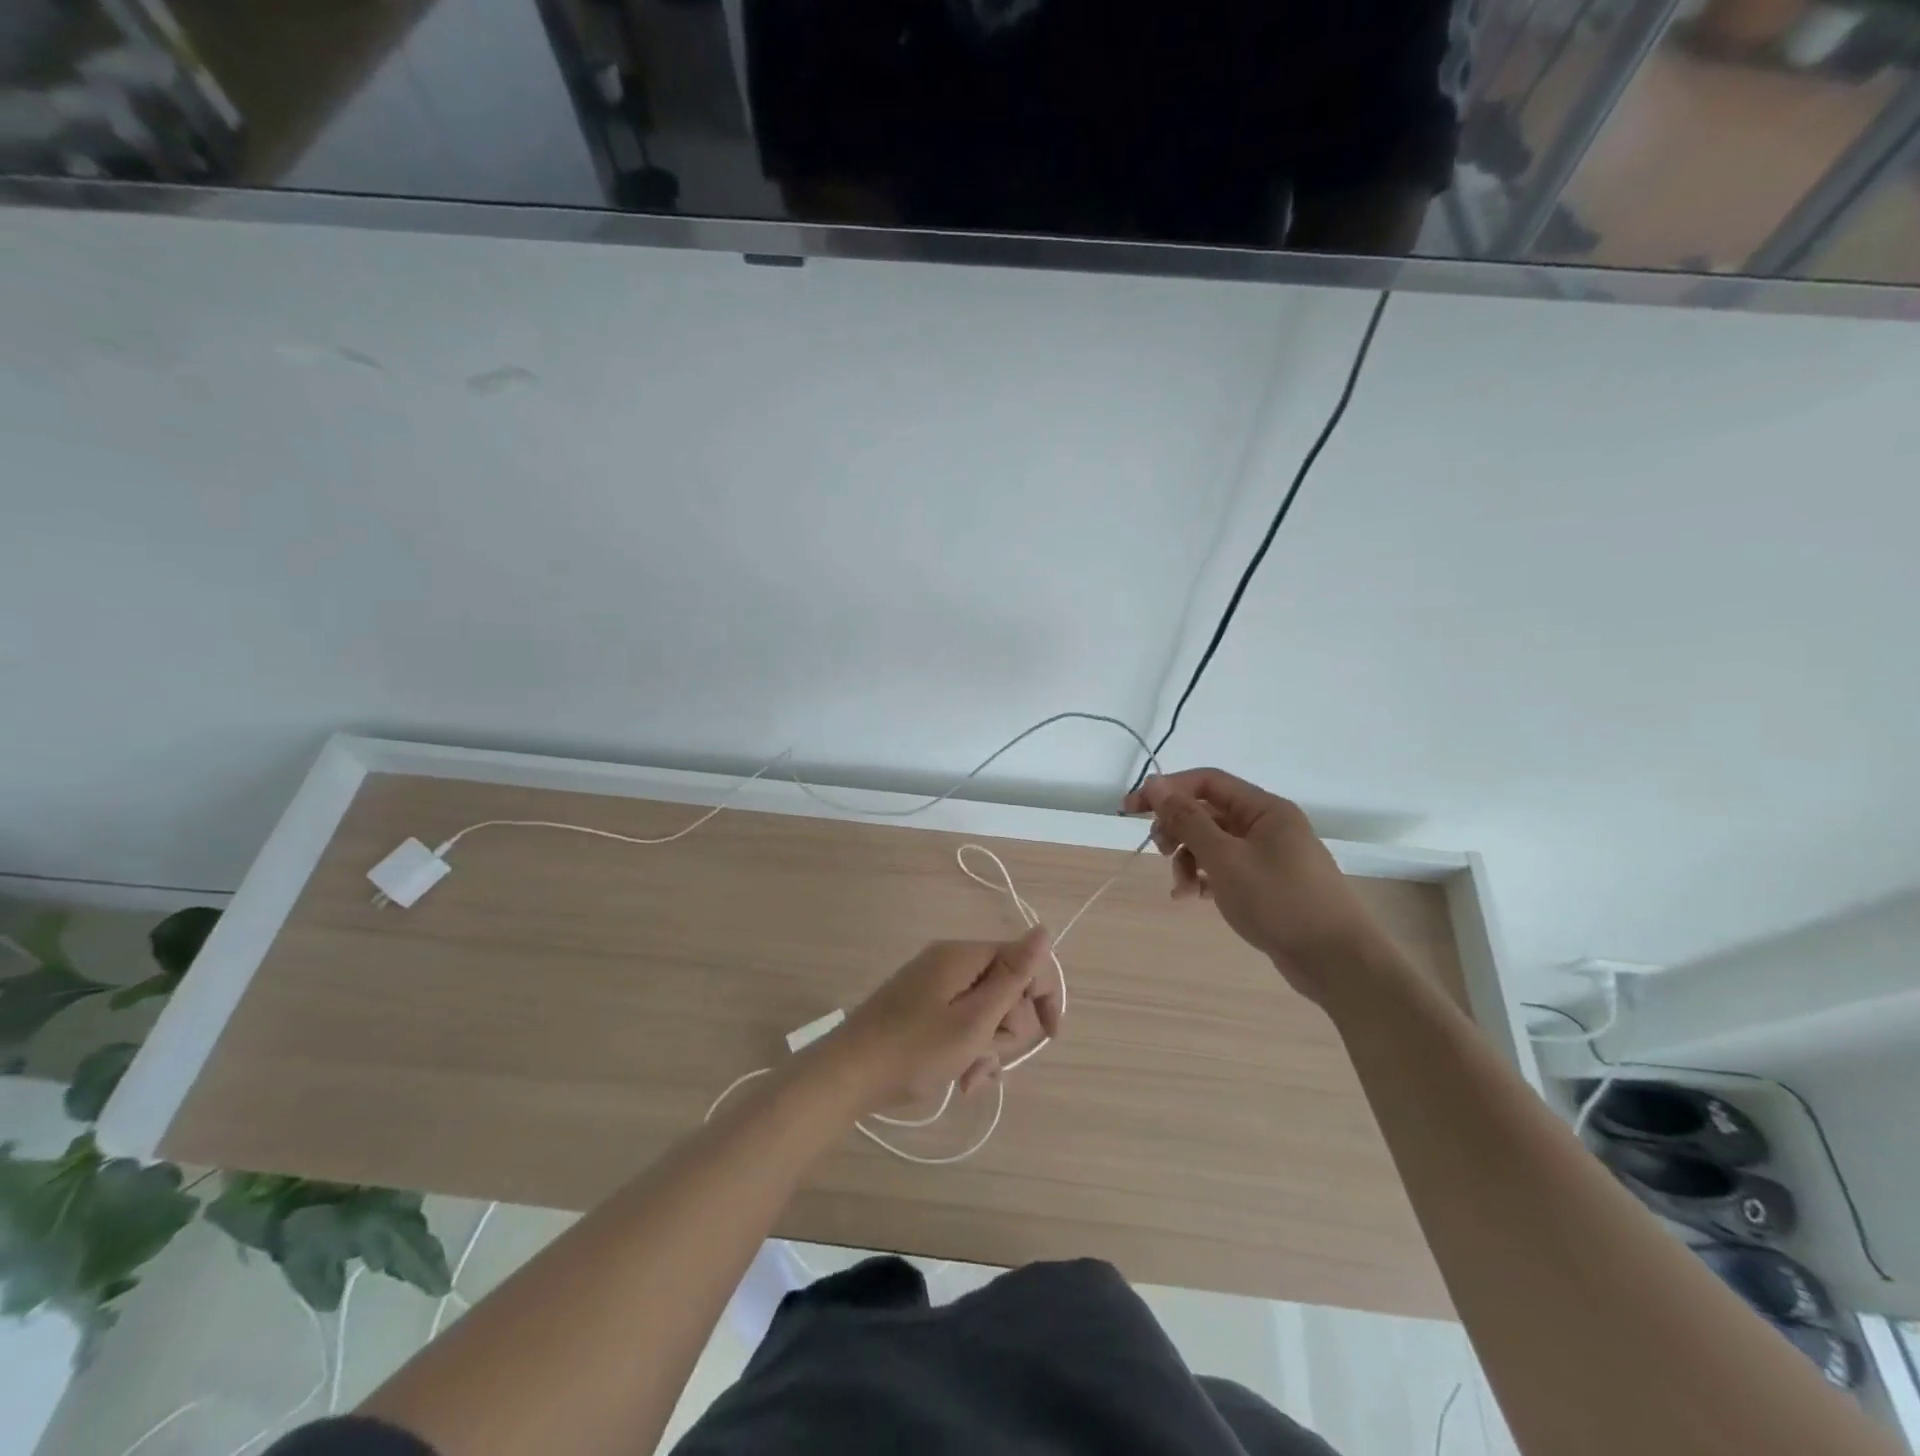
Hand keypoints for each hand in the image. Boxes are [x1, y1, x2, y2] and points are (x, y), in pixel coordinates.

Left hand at [829, 930, 1059, 1113]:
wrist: (847, 1076)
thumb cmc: (915, 1050)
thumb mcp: (973, 1019)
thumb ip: (1012, 976)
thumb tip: (1044, 929)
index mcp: (963, 956)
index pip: (1023, 959)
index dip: (1043, 994)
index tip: (1050, 1034)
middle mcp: (950, 963)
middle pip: (1005, 988)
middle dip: (1007, 1029)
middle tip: (988, 1054)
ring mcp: (933, 986)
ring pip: (985, 1012)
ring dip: (987, 1047)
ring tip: (969, 1078)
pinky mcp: (922, 1009)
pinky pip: (961, 1023)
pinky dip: (967, 1050)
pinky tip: (960, 1080)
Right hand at [1122, 769, 1388, 1002]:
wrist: (1337, 962)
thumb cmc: (1280, 902)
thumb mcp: (1225, 859)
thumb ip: (1188, 820)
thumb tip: (1156, 784)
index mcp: (1264, 809)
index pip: (1206, 782)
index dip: (1167, 790)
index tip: (1131, 809)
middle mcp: (1267, 825)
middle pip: (1208, 812)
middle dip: (1178, 831)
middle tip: (1162, 852)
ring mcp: (1269, 855)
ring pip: (1214, 844)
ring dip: (1189, 860)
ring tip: (1182, 890)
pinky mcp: (1268, 883)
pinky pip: (1226, 868)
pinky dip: (1206, 878)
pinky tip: (1194, 898)